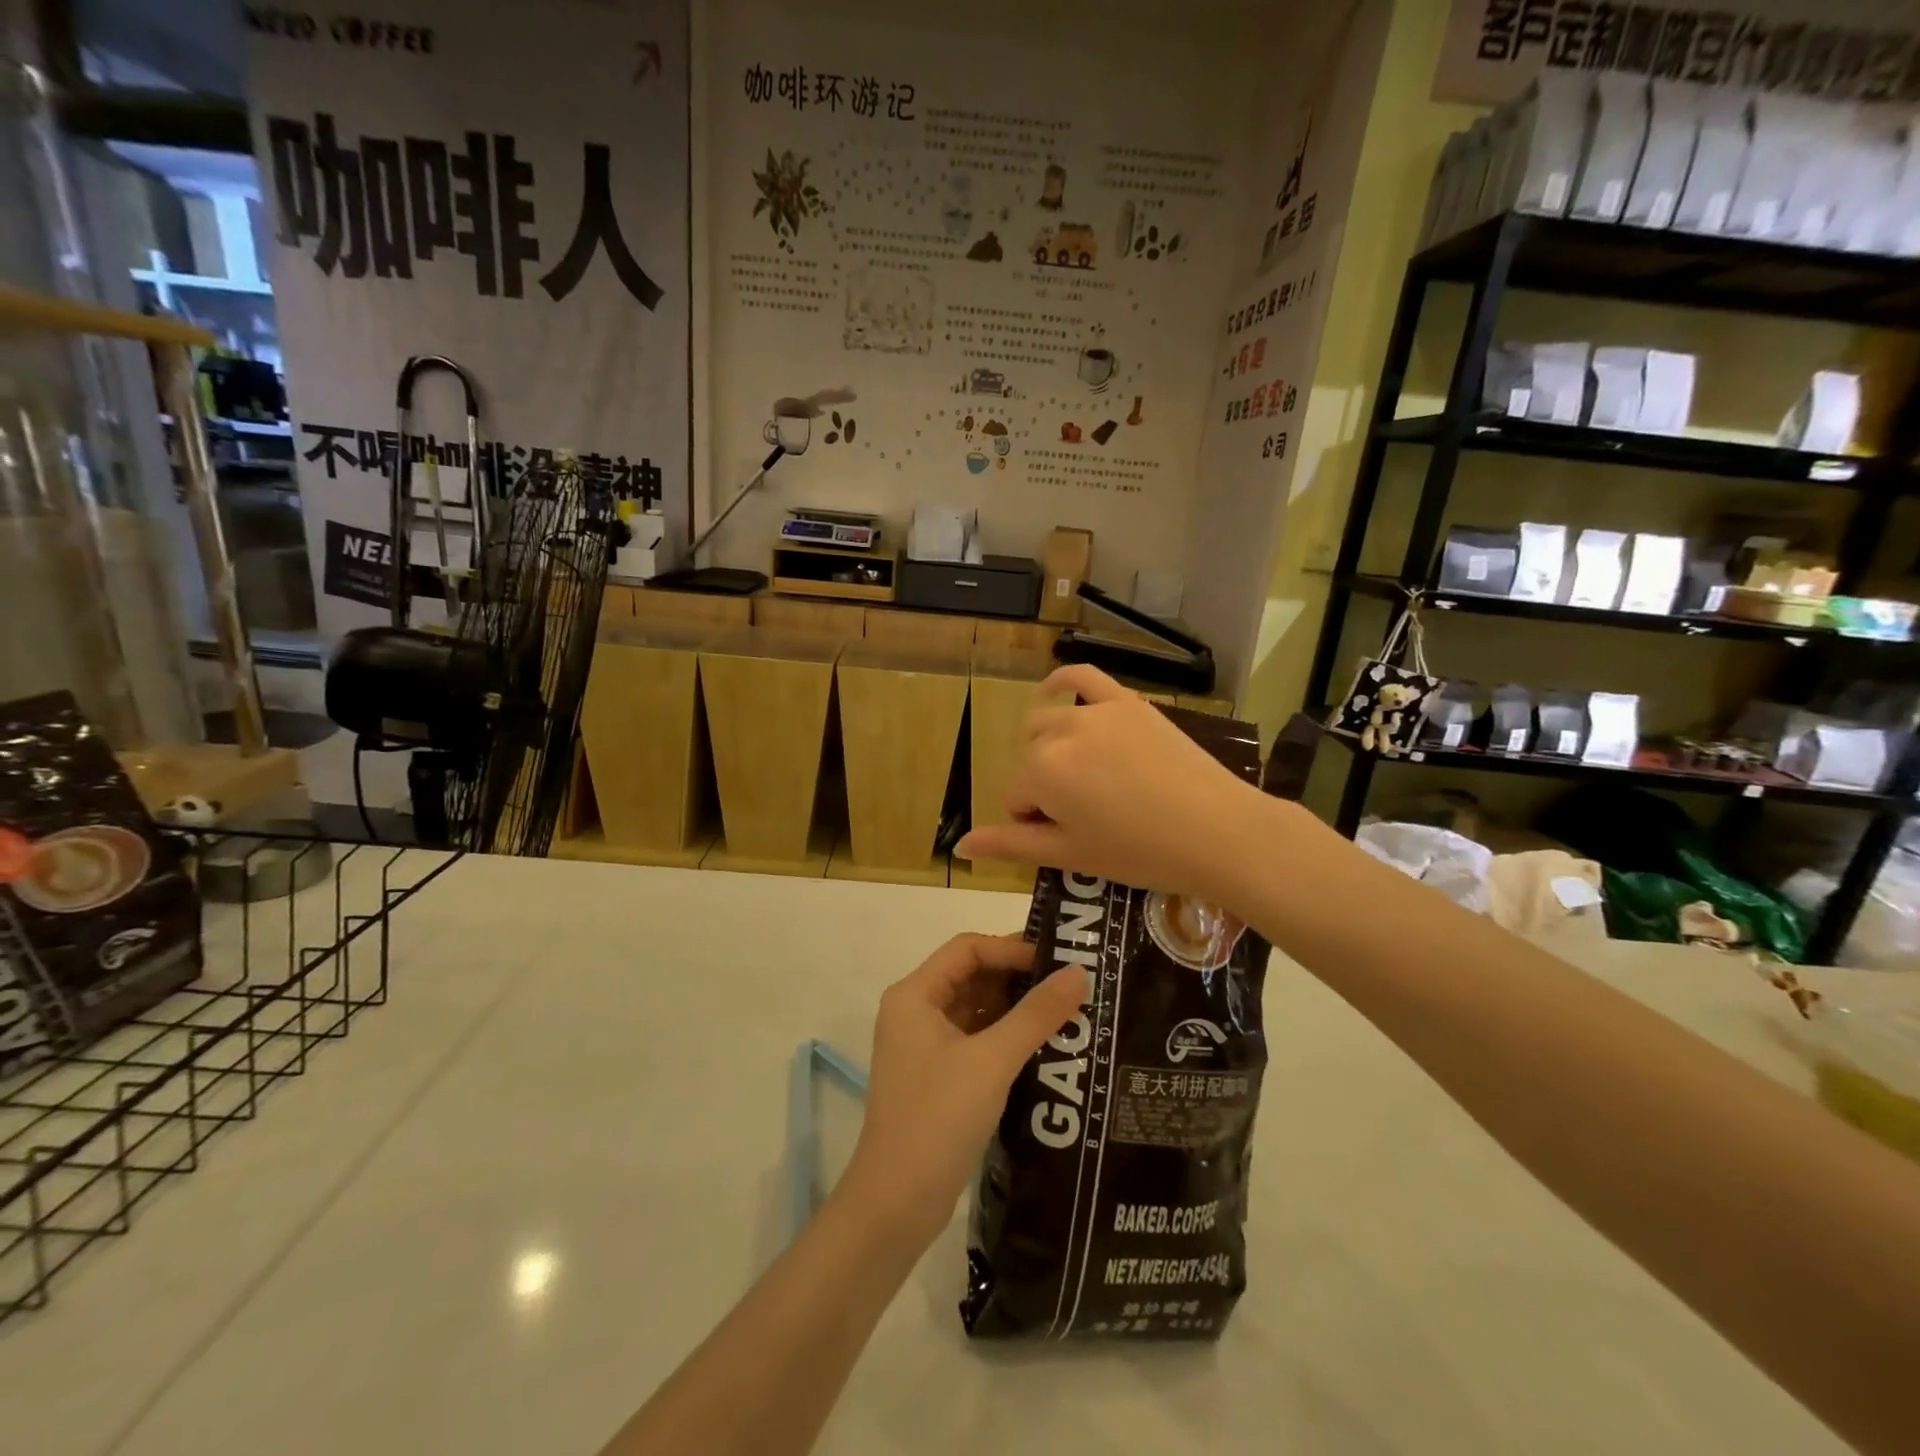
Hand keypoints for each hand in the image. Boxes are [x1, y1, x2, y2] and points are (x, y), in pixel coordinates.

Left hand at [841, 934, 1087, 1242]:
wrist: (896, 1204)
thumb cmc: (938, 1118)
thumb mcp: (992, 1061)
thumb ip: (1036, 1014)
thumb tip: (1080, 972)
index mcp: (915, 995)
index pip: (967, 949)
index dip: (1011, 948)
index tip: (1057, 960)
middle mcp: (916, 1012)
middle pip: (972, 976)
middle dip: (1018, 977)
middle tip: (1071, 983)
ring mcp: (925, 1046)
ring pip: (976, 1009)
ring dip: (1016, 1008)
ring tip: (1067, 1011)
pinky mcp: (938, 1076)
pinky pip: (977, 1040)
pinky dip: (1007, 1037)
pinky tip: (1045, 1045)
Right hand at [954, 665, 1267, 905]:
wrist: (1217, 830)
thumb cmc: (1140, 853)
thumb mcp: (1070, 855)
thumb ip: (1009, 845)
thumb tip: (960, 846)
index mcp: (1041, 772)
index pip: (1017, 798)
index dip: (1039, 822)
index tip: (1075, 837)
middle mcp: (1060, 732)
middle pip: (1031, 761)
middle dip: (1046, 787)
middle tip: (1087, 815)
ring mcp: (1095, 712)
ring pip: (1048, 724)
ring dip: (1052, 748)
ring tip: (1084, 775)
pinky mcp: (1127, 702)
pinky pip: (1083, 676)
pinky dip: (1062, 681)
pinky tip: (1052, 689)